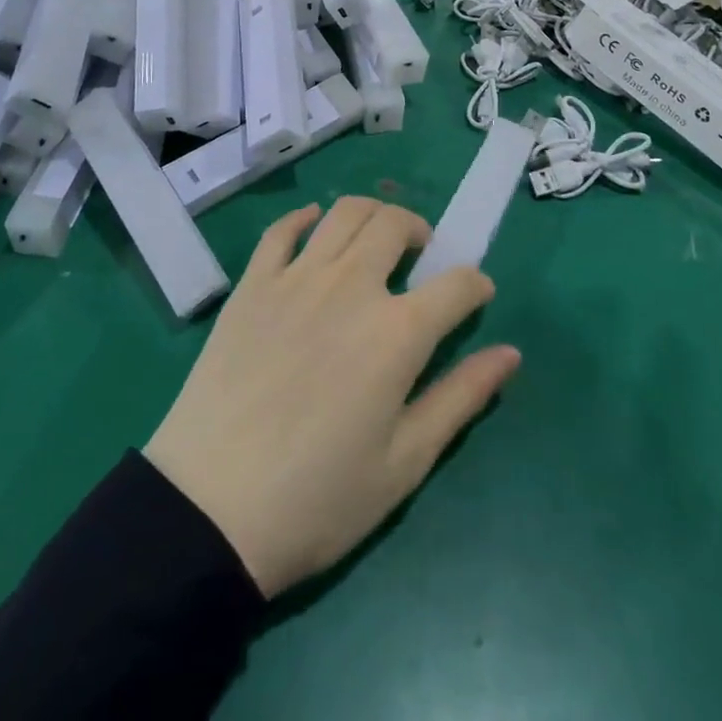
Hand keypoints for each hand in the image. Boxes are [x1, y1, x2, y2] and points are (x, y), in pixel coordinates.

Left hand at [142, 199, 519, 597]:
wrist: (211, 508)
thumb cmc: (319, 498)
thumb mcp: (405, 463)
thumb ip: (461, 398)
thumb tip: (510, 353)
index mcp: (397, 331)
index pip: (457, 285)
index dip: (476, 285)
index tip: (476, 295)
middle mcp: (351, 286)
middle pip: (395, 225)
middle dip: (420, 231)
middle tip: (421, 256)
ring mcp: (296, 278)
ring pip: (344, 213)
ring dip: (371, 214)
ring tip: (375, 238)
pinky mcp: (252, 284)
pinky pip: (281, 230)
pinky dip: (304, 218)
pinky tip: (313, 225)